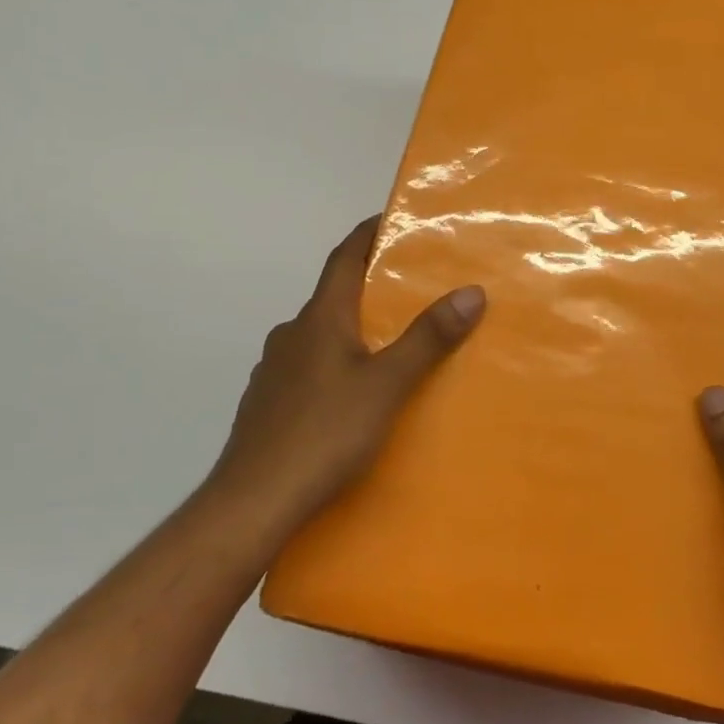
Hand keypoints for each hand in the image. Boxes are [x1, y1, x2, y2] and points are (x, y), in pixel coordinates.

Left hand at [208, 217, 485, 545]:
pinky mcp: (267, 405)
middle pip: (334, 297)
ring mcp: (274, 371)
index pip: (344, 258)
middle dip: (370, 288)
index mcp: (319, 319)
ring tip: (390, 347)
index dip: (367, 234)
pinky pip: (309, 369)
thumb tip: (471, 291)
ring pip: (320, 336)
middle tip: (412, 291)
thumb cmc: (324, 434)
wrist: (252, 503)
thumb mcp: (387, 385)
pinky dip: (335, 365)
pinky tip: (353, 396)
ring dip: (352, 331)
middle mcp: (291, 335)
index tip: (393, 220)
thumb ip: (428, 339)